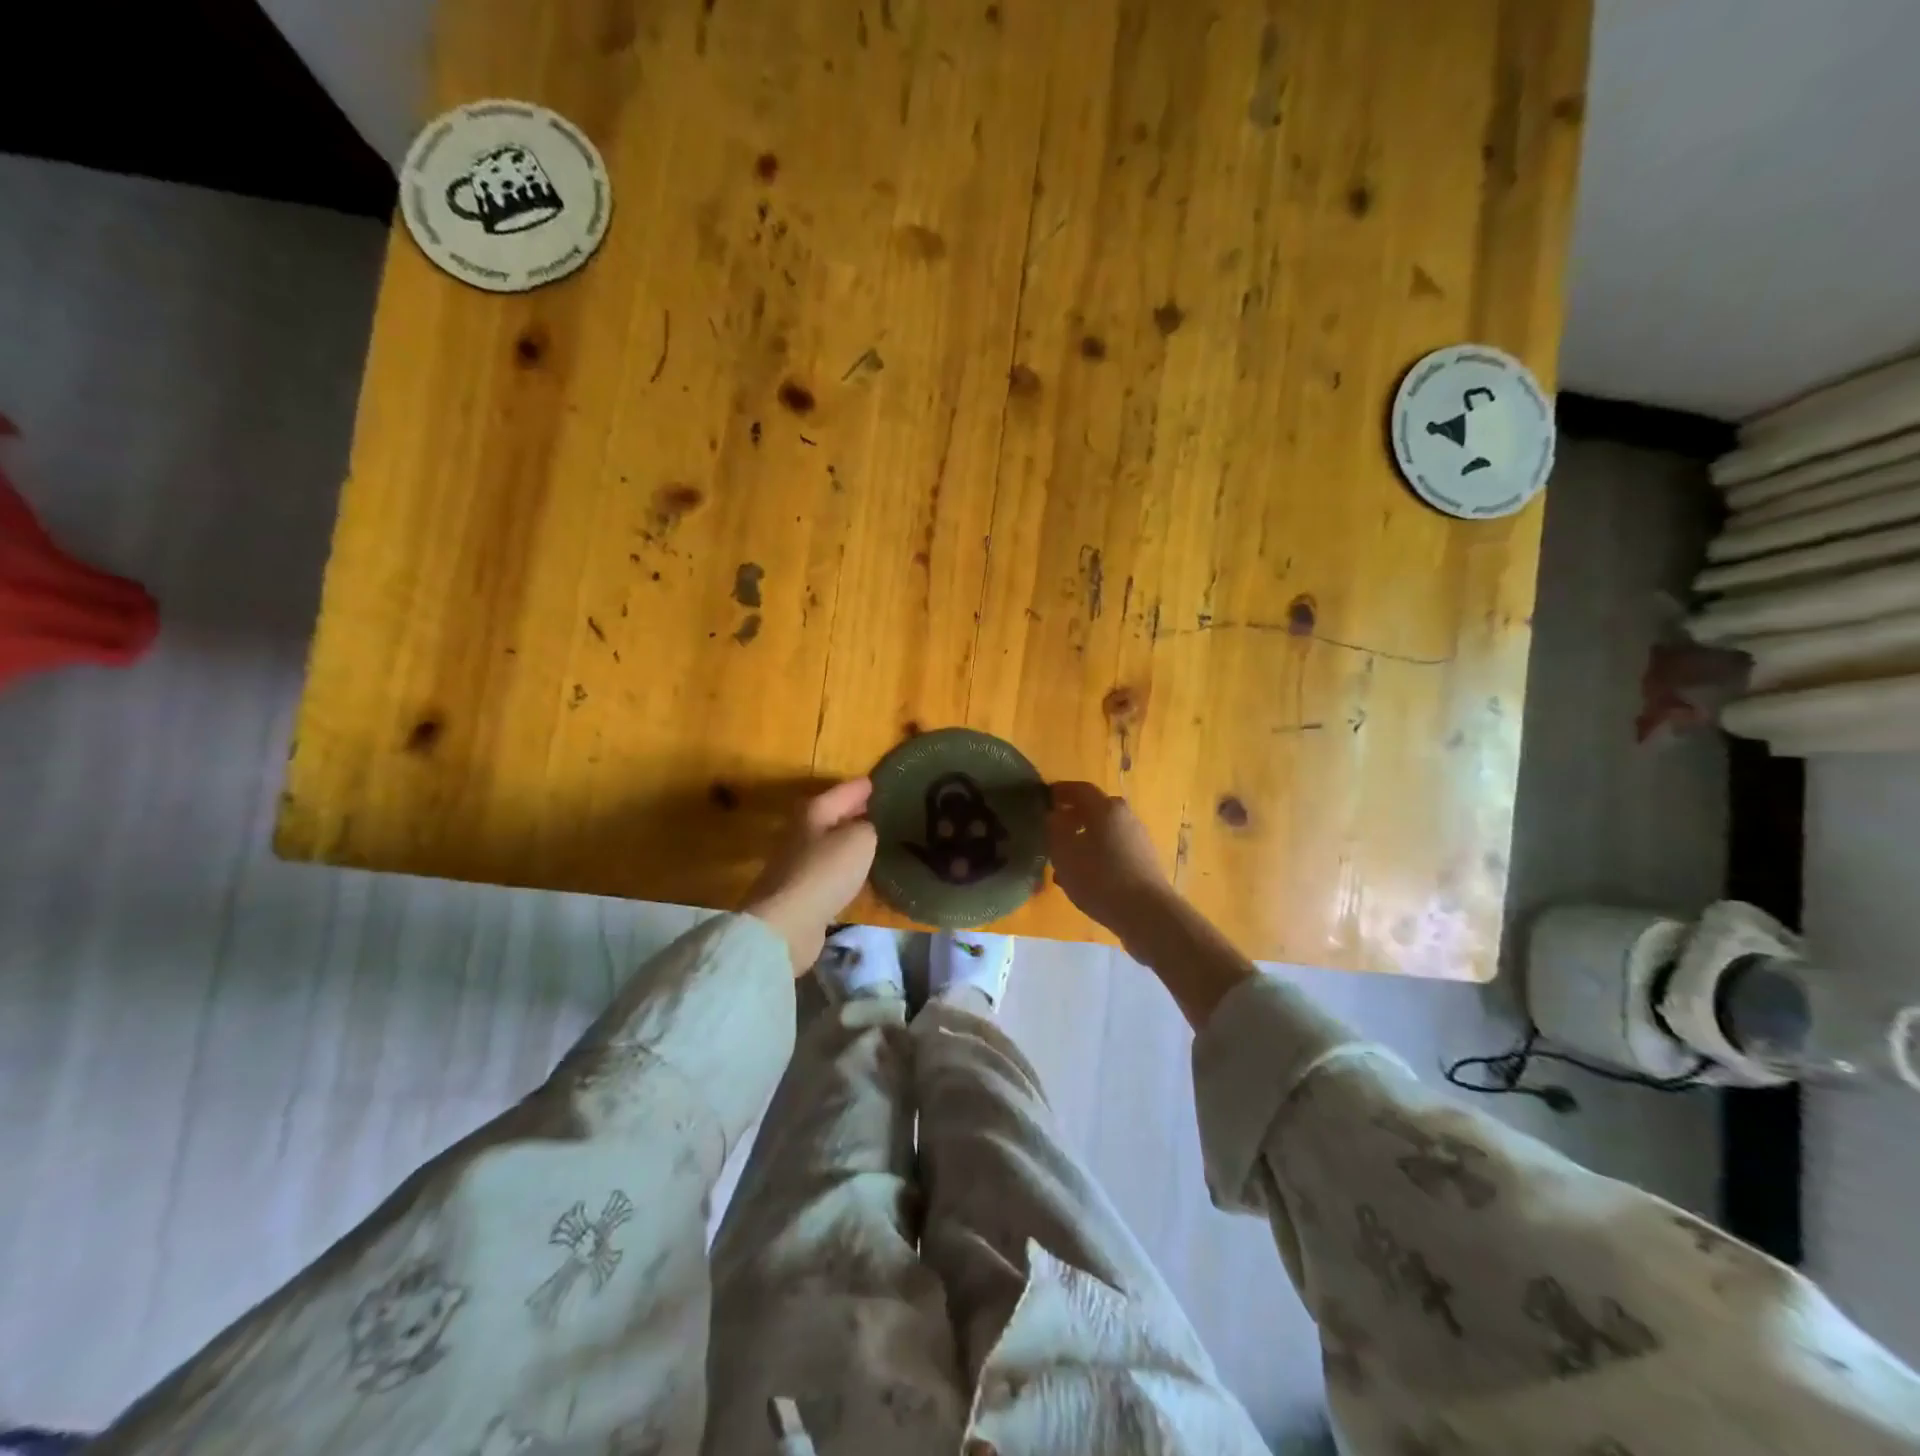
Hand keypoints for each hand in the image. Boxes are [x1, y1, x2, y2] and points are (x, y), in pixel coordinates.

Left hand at [744, 778, 878, 972]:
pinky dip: (846, 866)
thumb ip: (870, 826)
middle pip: (836, 814)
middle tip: (889, 810)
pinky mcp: (801, 889)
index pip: (847, 789)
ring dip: (852, 840)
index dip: (868, 786)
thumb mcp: (860, 839)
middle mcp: (803, 829)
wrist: (787, 923)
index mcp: (815, 809)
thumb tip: (869, 827)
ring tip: (880, 839)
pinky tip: (862, 870)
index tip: (888, 782)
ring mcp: (798, 860)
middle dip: (859, 811)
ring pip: (833, 841)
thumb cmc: (825, 872)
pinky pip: (830, 868)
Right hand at [1045, 781, 1173, 935]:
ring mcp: (1138, 839)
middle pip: (1095, 809)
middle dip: (1073, 815)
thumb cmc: (1099, 878)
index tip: (1044, 797)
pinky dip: (1096, 854)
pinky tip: (1084, 876)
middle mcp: (1125, 817)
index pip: (1080, 789)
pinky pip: (1114, 849)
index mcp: (1105, 808)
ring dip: (1084, 838)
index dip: (1060, 791)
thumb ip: (1054, 829)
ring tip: (1064, 858)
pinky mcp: (1144, 861)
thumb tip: (1053, 815)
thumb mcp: (1064, 853)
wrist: (1146, 913)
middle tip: (1053, 827)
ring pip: (1104, 831)